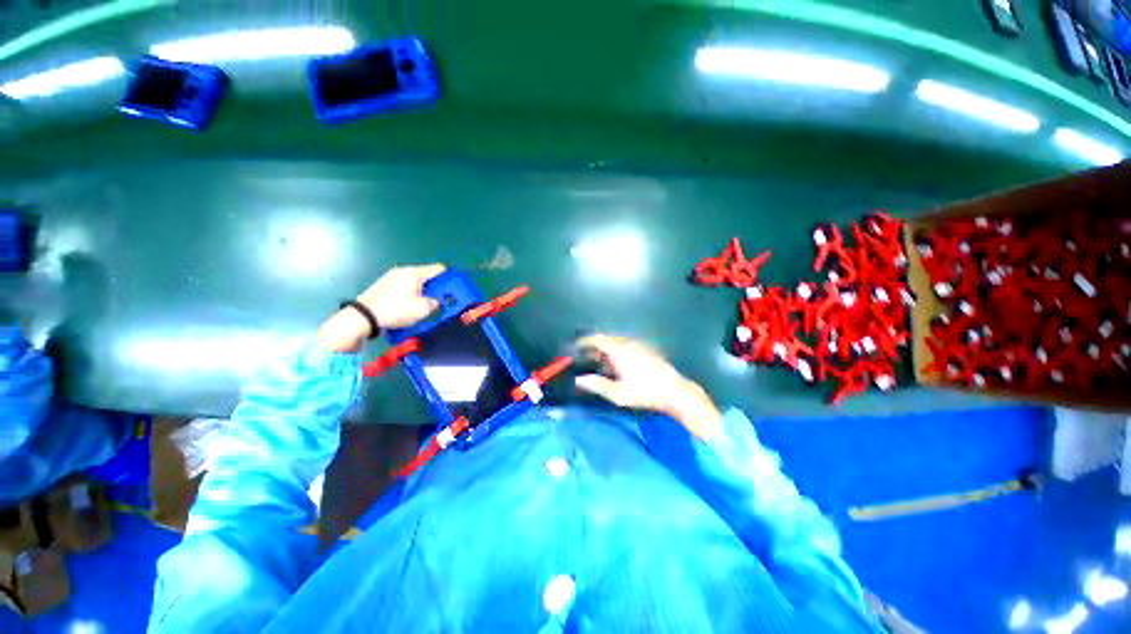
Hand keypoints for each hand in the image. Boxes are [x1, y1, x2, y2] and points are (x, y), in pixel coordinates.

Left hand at [318, 264, 445, 352]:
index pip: (439, 269)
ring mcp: (392, 277)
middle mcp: (403, 271)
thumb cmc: (396, 310)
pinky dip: (412, 293)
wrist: (363, 316)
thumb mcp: (423, 309)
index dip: (450, 278)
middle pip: (427, 275)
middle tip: (442, 300)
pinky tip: (410, 306)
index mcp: (415, 273)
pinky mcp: (384, 285)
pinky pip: (405, 286)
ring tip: (426, 305)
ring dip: (424, 291)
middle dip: (437, 287)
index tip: (455, 290)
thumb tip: (435, 300)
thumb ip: (435, 302)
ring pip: (416, 282)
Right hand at [574, 334, 722, 440]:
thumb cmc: (645, 392)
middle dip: (595, 347)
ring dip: (607, 349)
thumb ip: (597, 385)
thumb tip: (579, 380)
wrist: (674, 391)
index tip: (576, 347)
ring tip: (603, 365)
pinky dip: (618, 351)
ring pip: (617, 342)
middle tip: (588, 360)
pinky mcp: (646, 348)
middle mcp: (628, 343)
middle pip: (606, 339)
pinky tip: (620, 366)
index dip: (585, 341)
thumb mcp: (618, 393)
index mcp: (619, 351)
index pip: (597, 339)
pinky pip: (626, 345)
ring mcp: (638, 344)